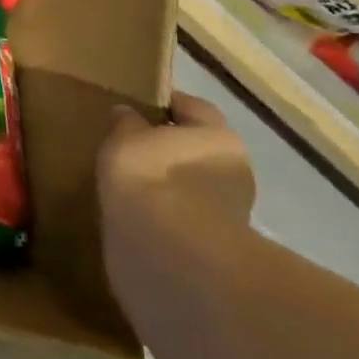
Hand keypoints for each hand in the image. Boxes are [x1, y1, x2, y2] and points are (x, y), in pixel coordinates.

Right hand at [97, 92, 256, 236]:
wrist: (169, 254)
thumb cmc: (151, 178)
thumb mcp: (125, 139)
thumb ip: (126, 123)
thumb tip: (127, 113)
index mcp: (219, 137)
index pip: (193, 108)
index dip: (165, 104)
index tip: (136, 107)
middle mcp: (233, 171)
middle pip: (197, 149)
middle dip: (169, 148)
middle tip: (130, 149)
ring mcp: (227, 213)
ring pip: (191, 187)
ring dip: (167, 186)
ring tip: (128, 186)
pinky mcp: (212, 247)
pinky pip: (182, 219)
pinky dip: (163, 215)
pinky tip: (135, 215)